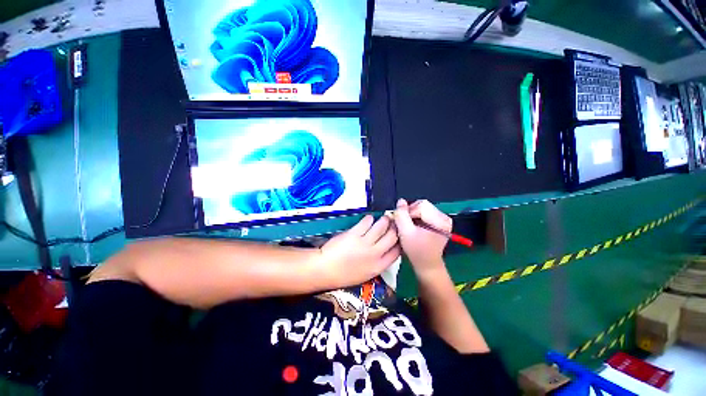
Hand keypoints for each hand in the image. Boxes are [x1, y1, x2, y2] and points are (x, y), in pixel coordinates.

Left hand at [317, 215, 400, 288]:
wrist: (325, 270)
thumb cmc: (344, 274)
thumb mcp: (365, 274)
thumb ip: (377, 263)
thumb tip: (385, 249)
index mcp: (378, 267)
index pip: (397, 251)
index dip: (400, 241)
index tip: (399, 235)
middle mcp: (375, 254)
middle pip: (392, 236)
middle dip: (395, 227)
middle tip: (393, 222)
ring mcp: (365, 243)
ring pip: (381, 226)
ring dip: (384, 220)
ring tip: (383, 217)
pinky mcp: (354, 234)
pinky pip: (367, 222)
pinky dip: (369, 219)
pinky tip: (368, 219)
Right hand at [394, 199, 451, 277]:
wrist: (427, 265)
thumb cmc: (417, 251)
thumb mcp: (405, 232)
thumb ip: (401, 215)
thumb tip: (400, 201)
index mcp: (440, 220)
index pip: (420, 205)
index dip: (408, 212)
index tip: (402, 224)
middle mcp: (444, 217)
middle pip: (422, 205)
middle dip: (410, 213)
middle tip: (405, 225)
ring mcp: (443, 219)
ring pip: (422, 208)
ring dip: (412, 215)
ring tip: (409, 227)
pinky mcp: (439, 222)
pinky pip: (424, 212)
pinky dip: (416, 217)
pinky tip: (414, 227)